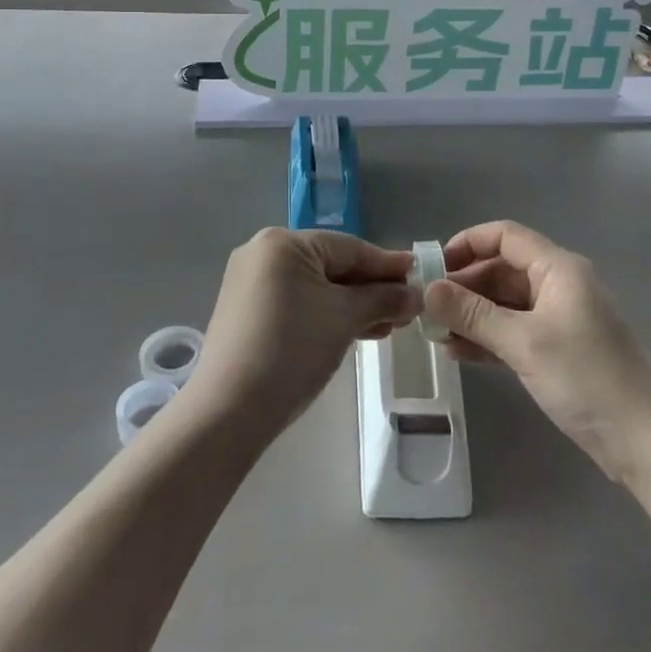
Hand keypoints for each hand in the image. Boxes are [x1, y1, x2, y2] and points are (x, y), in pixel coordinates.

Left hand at [187, 229, 416, 432]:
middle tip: (407, 308)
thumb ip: (383, 299)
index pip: (348, 247)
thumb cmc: (293, 348)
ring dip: (353, 306)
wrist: (230, 409)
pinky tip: (357, 332)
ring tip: (389, 326)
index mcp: (282, 242)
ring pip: (316, 287)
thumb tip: (416, 294)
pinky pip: (298, 304)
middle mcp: (262, 253)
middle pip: (331, 265)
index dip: (387, 264)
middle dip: (371, 289)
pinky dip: (327, 315)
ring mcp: (251, 284)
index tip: (420, 274)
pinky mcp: (247, 313)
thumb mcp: (345, 318)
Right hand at [426, 221, 650, 481]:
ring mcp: (561, 319)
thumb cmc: (588, 379)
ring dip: (472, 314)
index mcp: (558, 269)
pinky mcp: (560, 350)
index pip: (505, 237)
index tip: (433, 268)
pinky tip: (459, 352)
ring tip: (435, 333)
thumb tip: (427, 289)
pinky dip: (489, 337)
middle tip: (426, 308)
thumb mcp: (525, 343)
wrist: (650, 441)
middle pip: (502, 269)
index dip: (467, 244)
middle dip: (464, 285)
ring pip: (506, 303)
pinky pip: (515, 331)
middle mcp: (560, 285)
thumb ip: (473, 314)